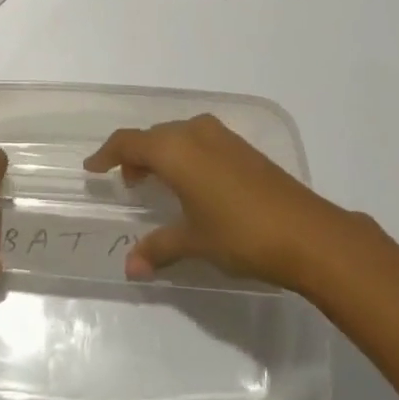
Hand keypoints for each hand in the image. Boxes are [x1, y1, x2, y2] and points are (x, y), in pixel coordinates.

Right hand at [83, 113, 355, 291]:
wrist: (305, 231)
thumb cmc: (240, 233)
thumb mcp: (194, 241)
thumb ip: (158, 248)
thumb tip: (130, 267)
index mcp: (174, 149)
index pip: (128, 142)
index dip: (107, 154)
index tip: (92, 169)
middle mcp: (193, 132)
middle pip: (153, 136)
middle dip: (135, 156)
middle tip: (127, 184)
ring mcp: (221, 136)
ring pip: (177, 136)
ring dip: (161, 154)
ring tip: (156, 184)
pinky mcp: (241, 147)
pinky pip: (198, 141)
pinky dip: (184, 155)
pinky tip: (192, 184)